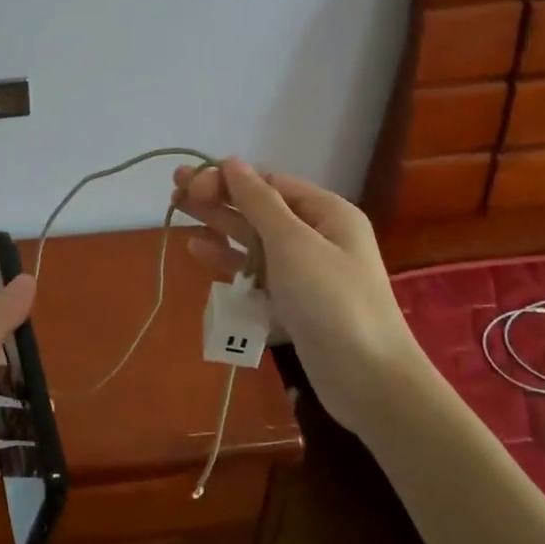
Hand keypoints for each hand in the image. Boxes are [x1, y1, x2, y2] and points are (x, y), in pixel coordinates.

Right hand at [173, 158, 427, 433]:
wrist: (370, 381)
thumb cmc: (333, 301)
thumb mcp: (293, 243)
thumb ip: (259, 202)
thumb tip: (232, 162)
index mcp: (327, 213)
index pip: (269, 183)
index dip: (227, 180)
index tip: (191, 184)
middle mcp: (317, 237)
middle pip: (258, 209)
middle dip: (217, 198)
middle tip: (174, 192)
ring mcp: (305, 272)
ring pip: (253, 240)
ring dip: (218, 226)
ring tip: (178, 214)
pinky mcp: (293, 304)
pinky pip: (255, 273)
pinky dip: (228, 261)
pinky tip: (198, 251)